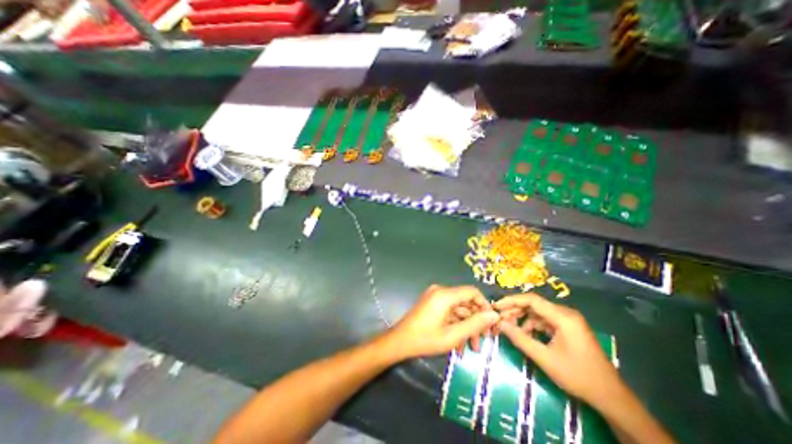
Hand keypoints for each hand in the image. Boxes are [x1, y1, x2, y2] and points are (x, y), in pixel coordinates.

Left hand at [386, 284, 499, 359]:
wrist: (400, 341)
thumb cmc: (425, 339)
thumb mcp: (453, 335)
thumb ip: (475, 324)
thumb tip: (494, 315)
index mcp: (445, 295)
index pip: (472, 292)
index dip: (484, 306)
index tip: (491, 323)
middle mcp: (441, 291)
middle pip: (466, 302)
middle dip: (475, 322)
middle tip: (483, 340)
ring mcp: (435, 297)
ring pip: (458, 309)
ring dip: (466, 327)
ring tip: (472, 348)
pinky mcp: (432, 303)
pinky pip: (449, 312)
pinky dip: (456, 325)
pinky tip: (459, 345)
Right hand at [494, 294, 624, 407]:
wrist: (611, 397)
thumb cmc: (577, 376)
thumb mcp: (544, 358)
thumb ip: (519, 338)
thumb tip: (499, 323)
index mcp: (563, 317)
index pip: (532, 300)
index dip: (511, 301)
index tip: (496, 306)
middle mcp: (566, 313)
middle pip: (534, 305)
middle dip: (515, 310)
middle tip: (499, 318)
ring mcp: (568, 320)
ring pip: (538, 312)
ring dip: (522, 318)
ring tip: (509, 327)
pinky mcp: (568, 327)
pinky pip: (545, 320)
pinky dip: (532, 325)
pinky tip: (525, 334)